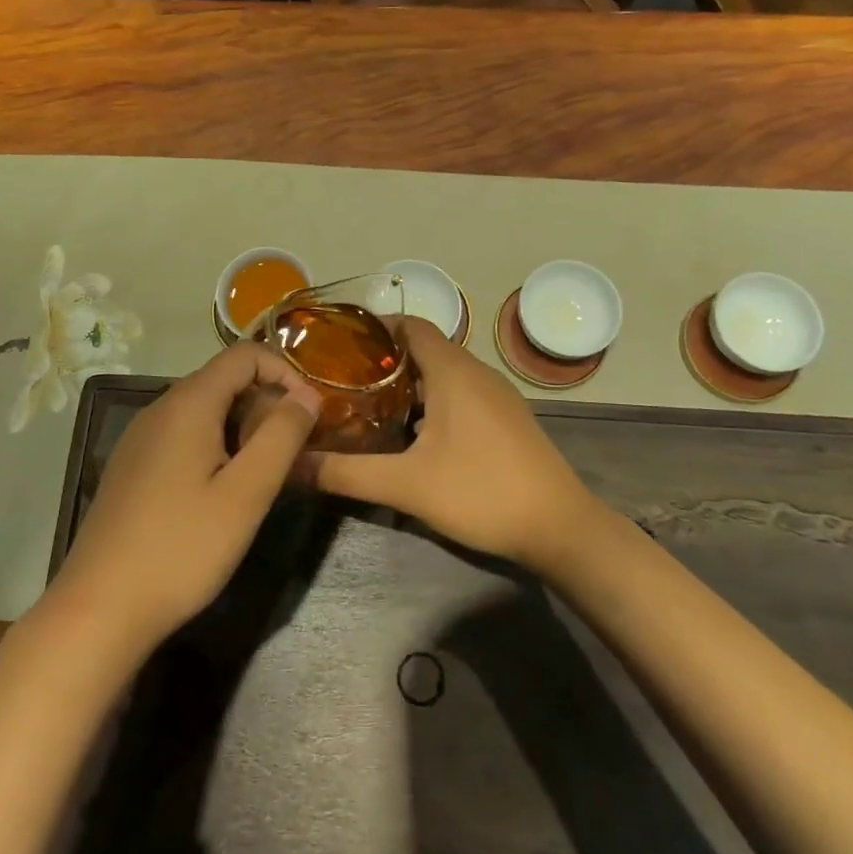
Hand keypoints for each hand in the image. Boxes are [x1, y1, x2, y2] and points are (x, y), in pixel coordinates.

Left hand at [45, 343, 321, 658]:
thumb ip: (282, 436)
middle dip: (266, 404)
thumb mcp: (246, 493)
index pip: (245, 355)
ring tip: (262, 475)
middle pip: (224, 380)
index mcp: (188, 403)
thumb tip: (308, 394)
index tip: (309, 414)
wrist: (98, 609)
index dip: (284, 372)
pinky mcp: (132, 466)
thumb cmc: (181, 548)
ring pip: (204, 410)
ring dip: (242, 428)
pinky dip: (215, 445)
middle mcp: (160, 408)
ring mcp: (141, 438)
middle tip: (291, 453)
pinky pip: (183, 435)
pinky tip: (220, 493)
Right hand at [311, 318, 599, 572]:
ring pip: (442, 374)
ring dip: (408, 385)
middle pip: (423, 349)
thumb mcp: (406, 485)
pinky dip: (432, 402)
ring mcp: (496, 395)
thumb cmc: (481, 492)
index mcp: (453, 371)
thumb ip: (346, 474)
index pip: (410, 325)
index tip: (339, 347)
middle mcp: (476, 372)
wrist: (560, 528)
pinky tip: (413, 436)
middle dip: (384, 363)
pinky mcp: (506, 418)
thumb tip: (292, 467)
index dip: (375, 330)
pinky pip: (460, 394)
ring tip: (368, 407)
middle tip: (343, 383)